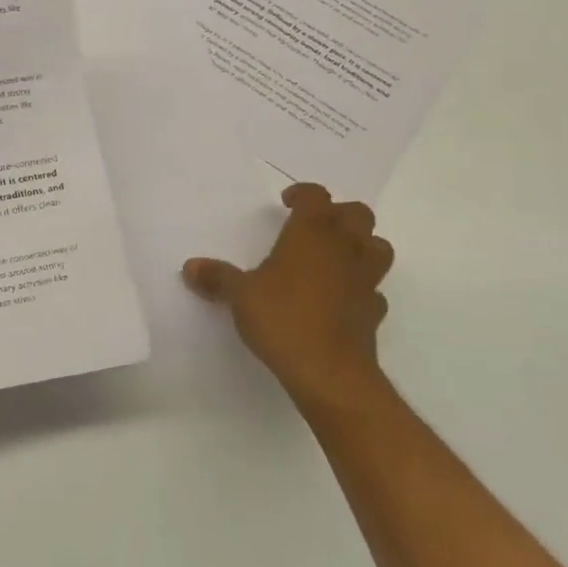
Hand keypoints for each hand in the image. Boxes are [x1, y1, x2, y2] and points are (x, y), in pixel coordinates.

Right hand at [182, 182, 393, 407]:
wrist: (329, 372)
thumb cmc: (283, 318)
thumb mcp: (240, 295)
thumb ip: (218, 278)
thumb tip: (190, 267)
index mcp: (311, 233)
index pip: (316, 196)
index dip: (303, 194)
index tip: (287, 203)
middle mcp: (344, 248)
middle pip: (358, 214)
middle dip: (339, 214)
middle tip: (314, 227)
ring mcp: (365, 280)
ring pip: (378, 247)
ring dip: (362, 245)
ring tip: (336, 257)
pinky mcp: (374, 312)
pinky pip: (374, 289)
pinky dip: (362, 288)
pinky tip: (343, 299)